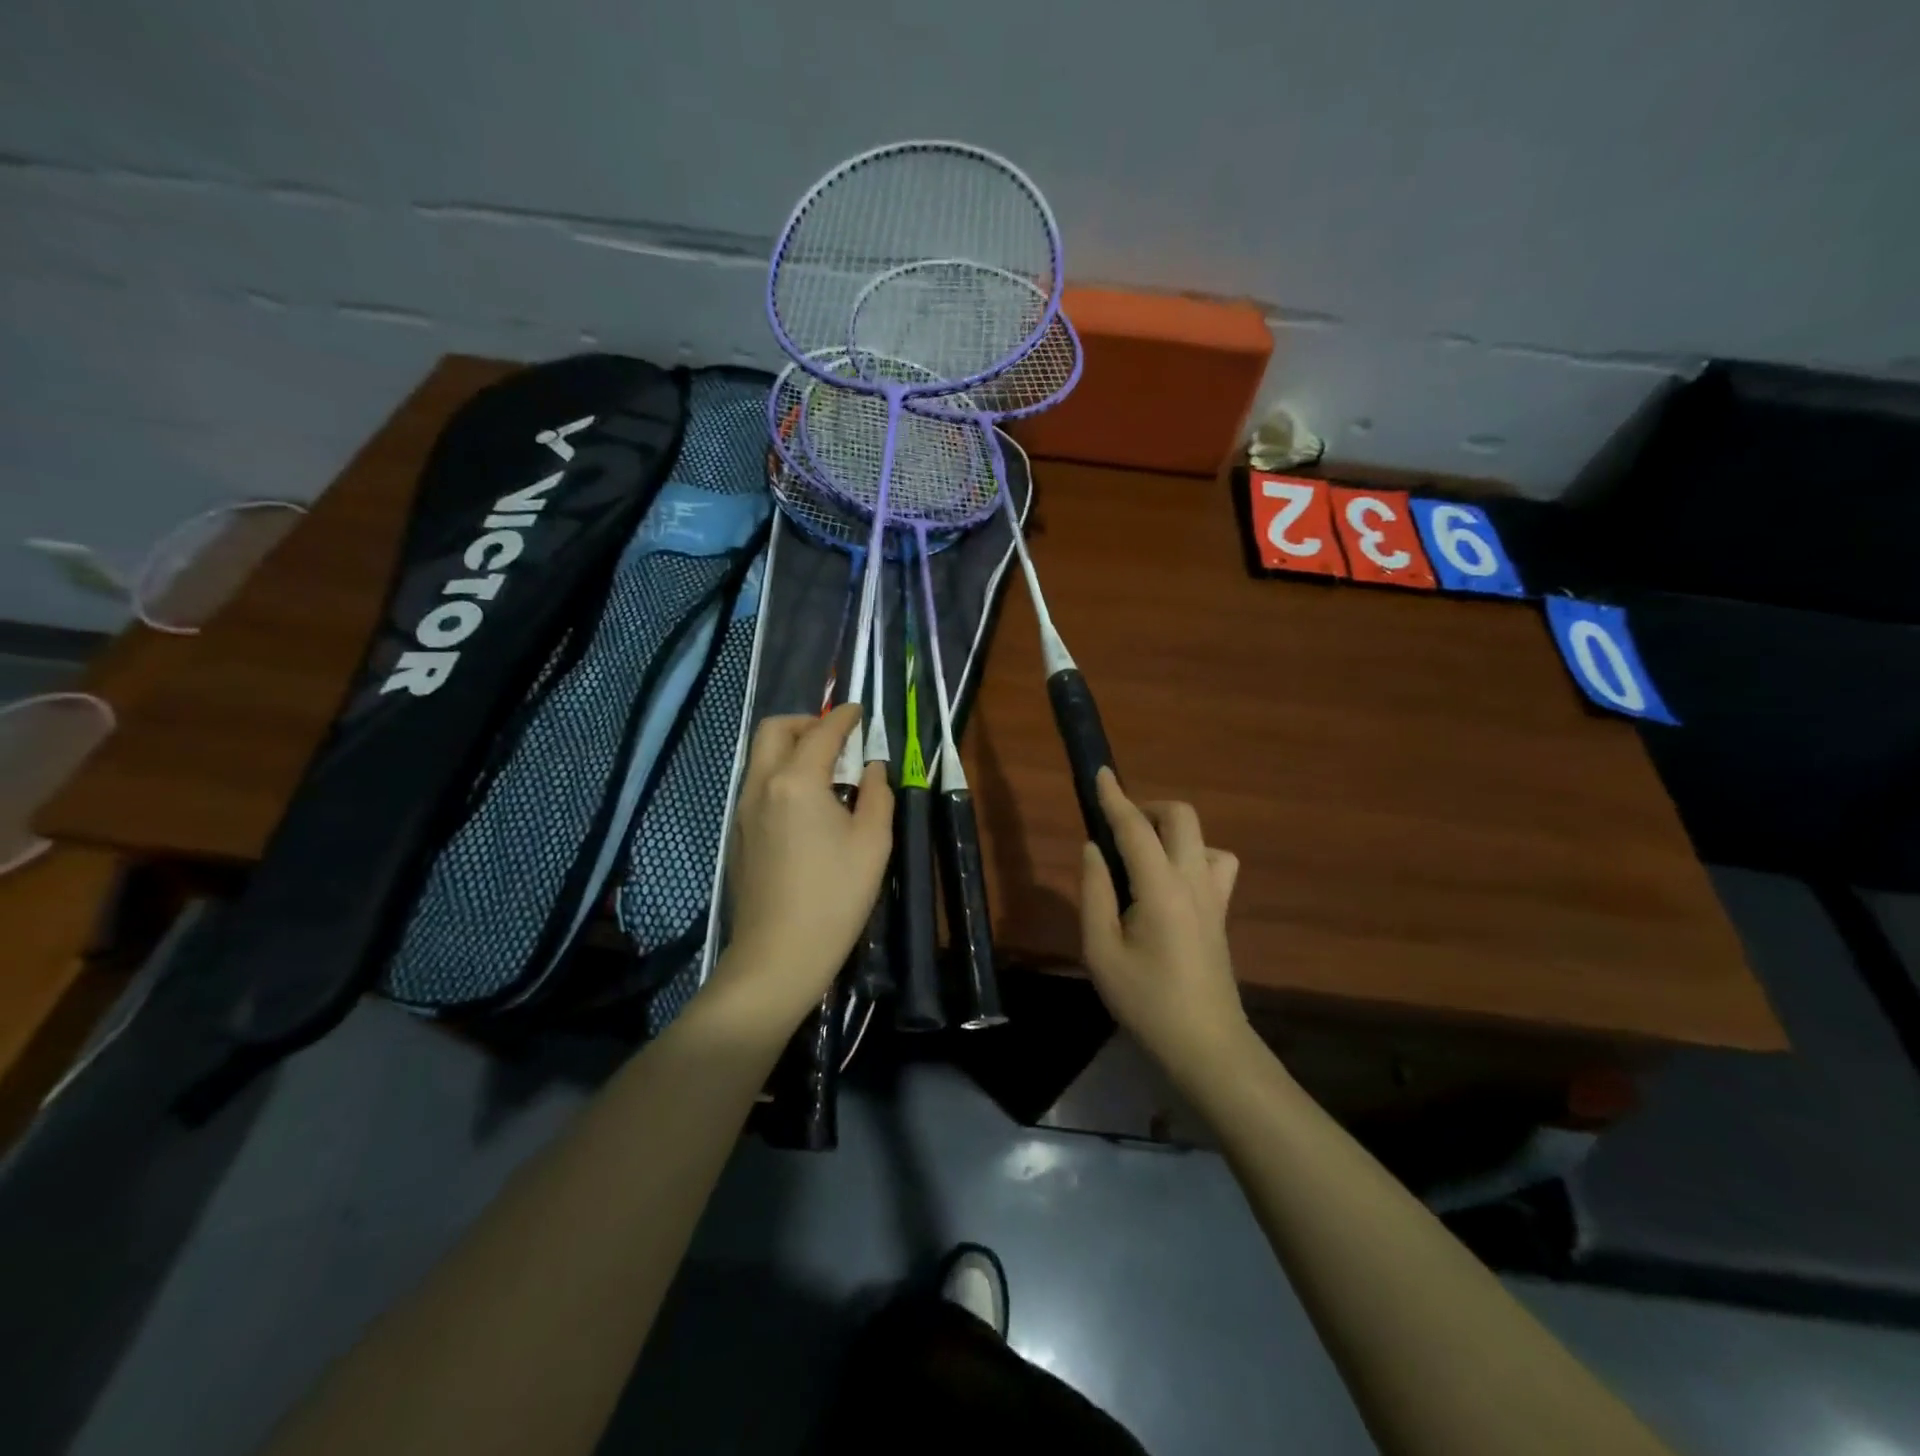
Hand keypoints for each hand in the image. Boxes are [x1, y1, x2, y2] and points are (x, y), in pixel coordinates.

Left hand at [708, 705, 892, 1036]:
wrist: (778, 955)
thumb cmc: (835, 897)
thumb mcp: (873, 843)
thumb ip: (877, 794)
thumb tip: (872, 767)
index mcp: (797, 781)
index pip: (821, 732)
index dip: (843, 717)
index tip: (859, 711)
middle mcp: (761, 785)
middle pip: (774, 730)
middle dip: (806, 722)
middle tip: (836, 737)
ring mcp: (742, 810)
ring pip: (760, 756)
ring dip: (790, 747)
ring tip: (825, 770)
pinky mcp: (737, 834)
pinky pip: (756, 784)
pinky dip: (780, 774)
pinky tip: (805, 805)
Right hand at [1080, 769, 1246, 1079]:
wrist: (1206, 1045)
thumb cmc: (1146, 1002)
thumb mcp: (1101, 951)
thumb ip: (1094, 893)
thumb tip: (1093, 848)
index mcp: (1160, 888)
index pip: (1135, 828)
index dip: (1114, 797)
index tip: (1100, 771)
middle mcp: (1193, 881)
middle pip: (1181, 816)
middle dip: (1148, 807)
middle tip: (1118, 828)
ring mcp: (1214, 896)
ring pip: (1203, 837)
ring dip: (1172, 831)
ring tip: (1143, 855)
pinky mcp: (1222, 912)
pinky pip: (1216, 863)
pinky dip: (1192, 856)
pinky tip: (1171, 883)